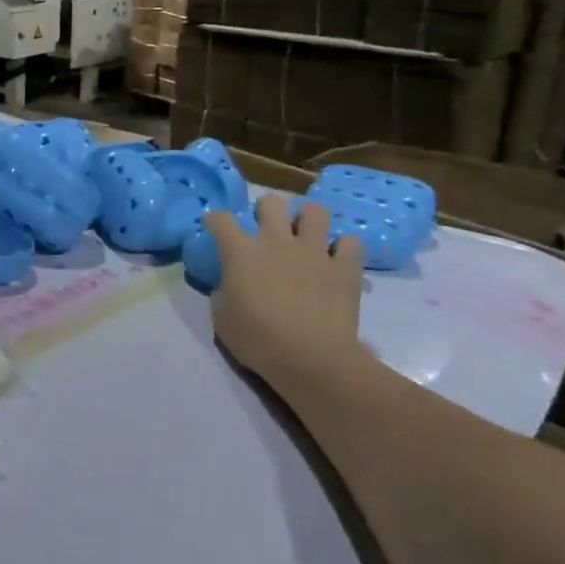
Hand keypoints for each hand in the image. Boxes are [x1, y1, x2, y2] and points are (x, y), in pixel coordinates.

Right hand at [206, 195, 364, 382]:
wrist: (311, 360)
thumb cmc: (258, 341)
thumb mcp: (222, 320)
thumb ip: (222, 294)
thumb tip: (227, 287)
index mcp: (241, 252)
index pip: (222, 219)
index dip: (215, 220)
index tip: (214, 226)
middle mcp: (277, 242)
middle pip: (271, 203)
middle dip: (266, 210)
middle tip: (266, 228)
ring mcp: (314, 252)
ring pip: (315, 212)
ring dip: (308, 220)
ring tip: (305, 235)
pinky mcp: (344, 268)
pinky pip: (350, 243)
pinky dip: (343, 247)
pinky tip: (337, 258)